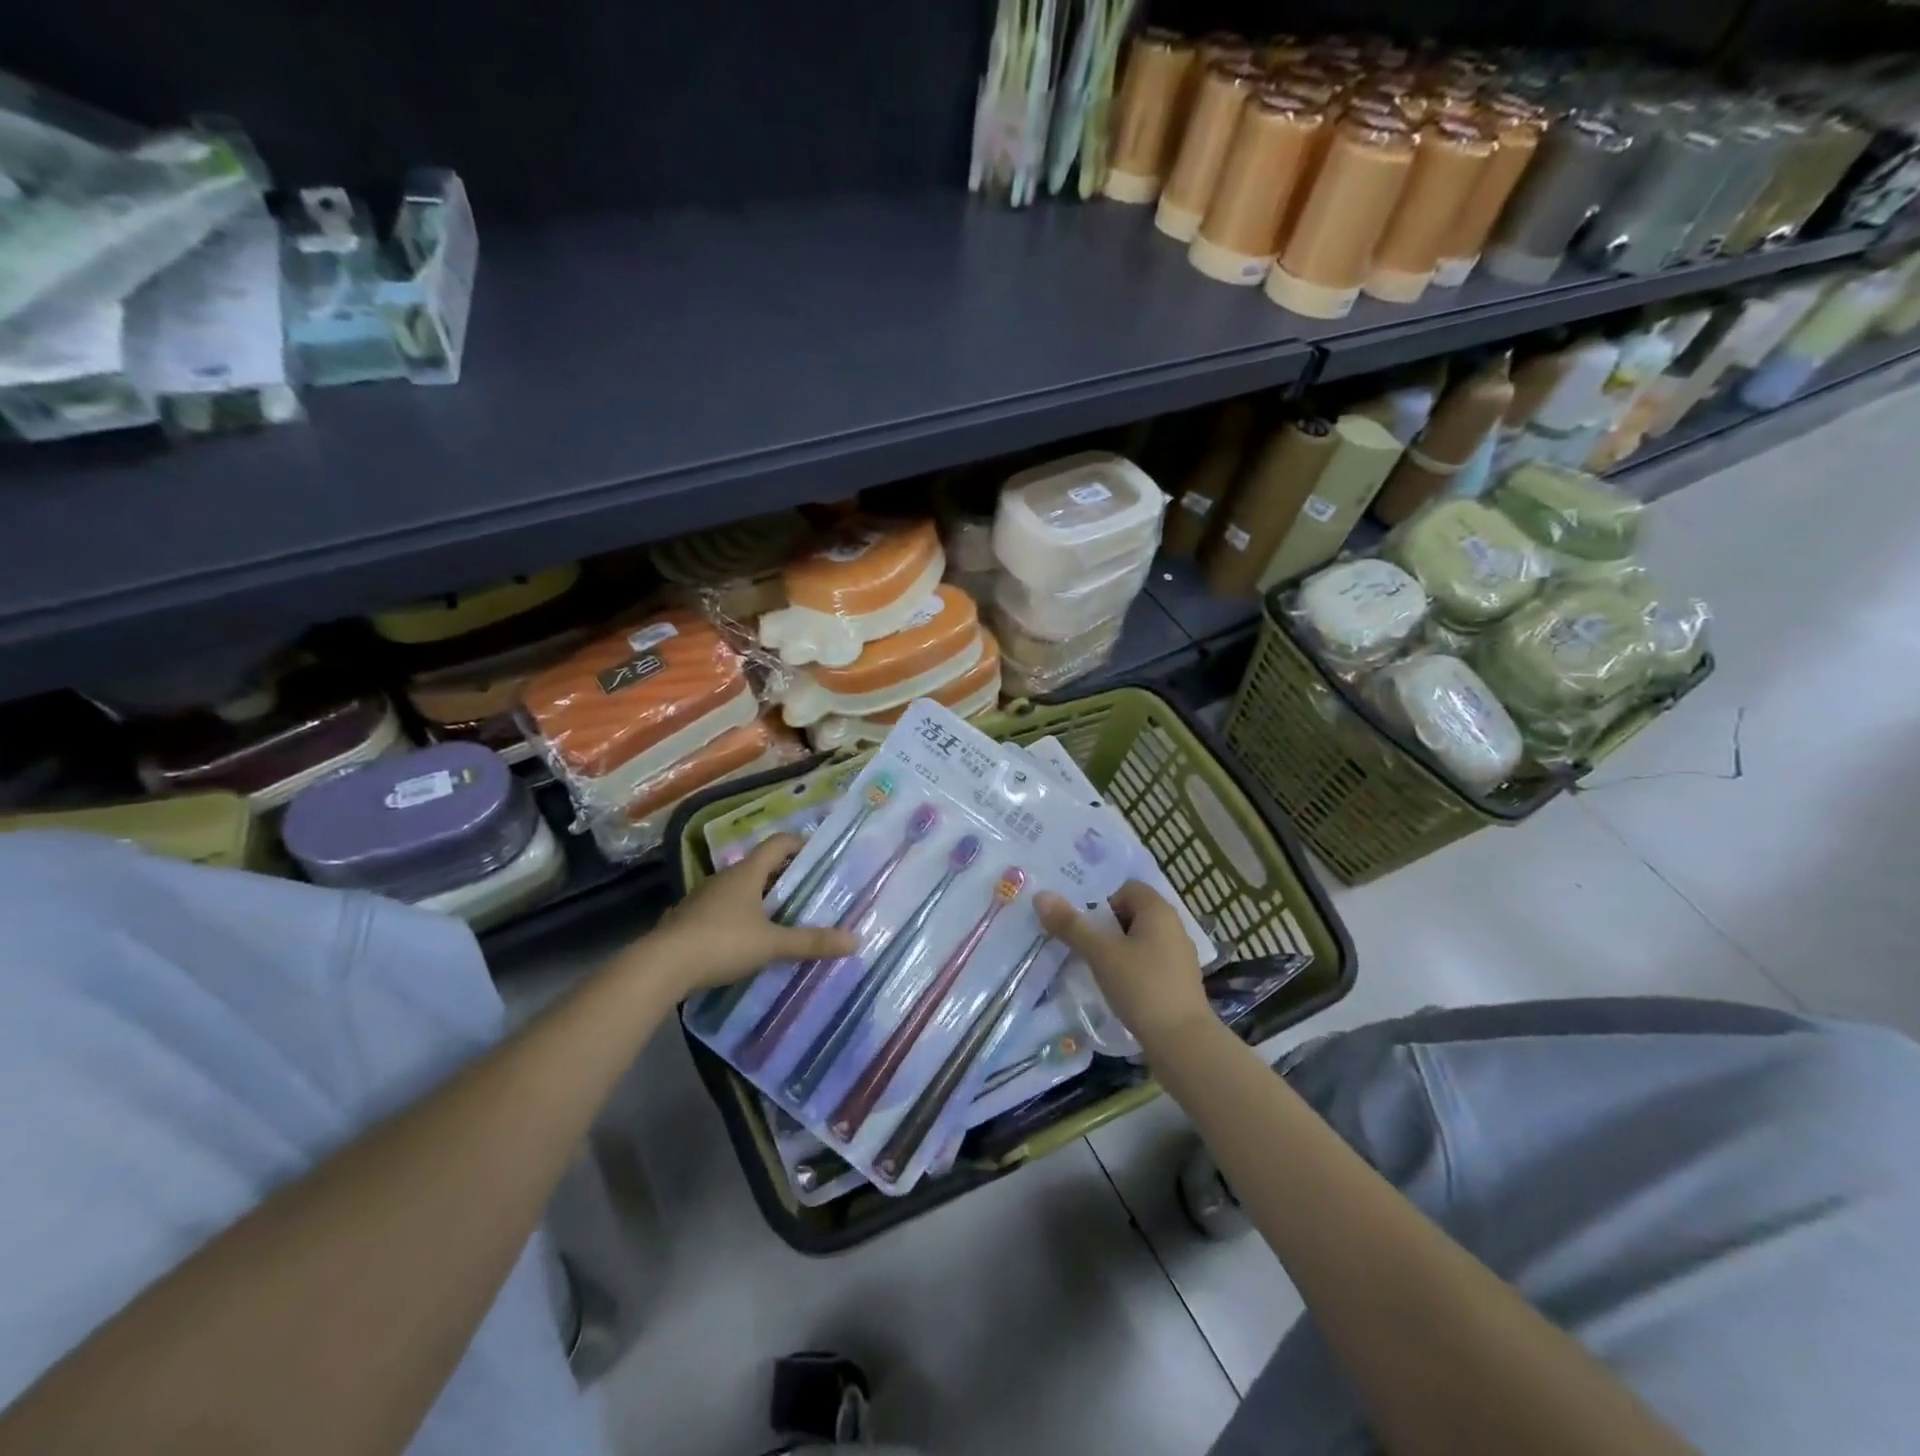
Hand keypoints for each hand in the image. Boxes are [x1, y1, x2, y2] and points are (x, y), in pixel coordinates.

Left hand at [644, 834, 858, 997]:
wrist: (661, 967)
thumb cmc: (721, 943)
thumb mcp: (772, 944)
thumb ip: (811, 942)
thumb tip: (855, 940)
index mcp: (746, 873)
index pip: (778, 844)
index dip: (799, 845)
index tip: (819, 856)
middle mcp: (724, 878)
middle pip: (760, 866)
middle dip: (784, 876)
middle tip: (809, 891)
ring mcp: (703, 898)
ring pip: (740, 889)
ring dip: (761, 898)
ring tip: (783, 916)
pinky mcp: (689, 920)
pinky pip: (723, 910)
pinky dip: (740, 917)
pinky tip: (748, 939)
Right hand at [1035, 881, 1210, 1045]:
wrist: (1183, 1042)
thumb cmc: (1141, 987)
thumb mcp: (1101, 954)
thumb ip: (1071, 925)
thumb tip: (1041, 896)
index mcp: (1159, 911)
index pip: (1127, 889)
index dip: (1103, 902)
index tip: (1086, 926)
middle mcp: (1174, 926)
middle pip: (1132, 914)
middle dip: (1106, 927)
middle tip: (1086, 947)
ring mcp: (1180, 955)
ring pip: (1140, 940)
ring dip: (1118, 950)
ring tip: (1098, 969)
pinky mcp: (1179, 982)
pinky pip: (1149, 962)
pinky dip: (1132, 969)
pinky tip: (1119, 989)